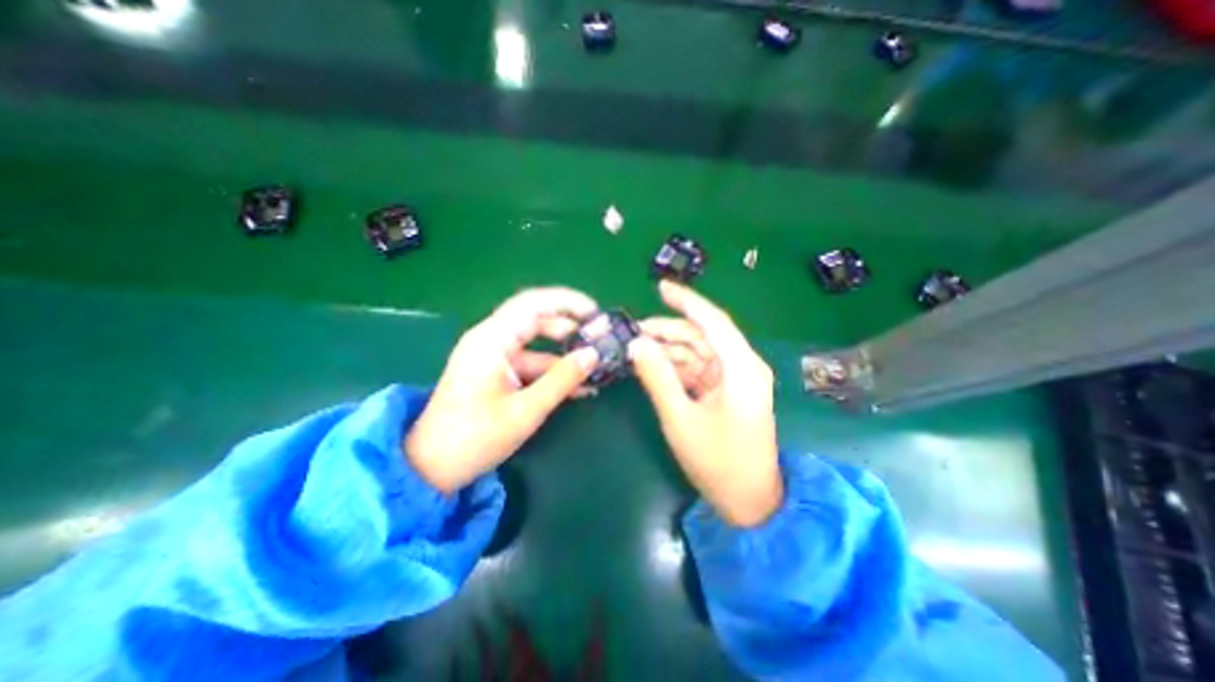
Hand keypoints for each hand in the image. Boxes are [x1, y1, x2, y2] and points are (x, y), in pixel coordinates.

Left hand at [406, 288, 599, 494]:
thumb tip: (594, 355)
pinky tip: (577, 386)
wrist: (431, 467)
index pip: (534, 303)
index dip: (568, 302)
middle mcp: (491, 339)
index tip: (596, 314)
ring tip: (595, 367)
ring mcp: (493, 356)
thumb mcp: (525, 411)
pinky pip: (530, 363)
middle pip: (537, 320)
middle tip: (600, 339)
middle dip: (570, 327)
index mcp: (491, 340)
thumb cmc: (474, 438)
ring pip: (537, 344)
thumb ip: (562, 380)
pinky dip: (552, 372)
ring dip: (564, 355)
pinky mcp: (497, 372)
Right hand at [631, 281, 783, 527]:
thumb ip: (657, 377)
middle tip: (633, 334)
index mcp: (741, 367)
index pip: (712, 321)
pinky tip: (654, 367)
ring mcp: (736, 379)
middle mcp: (742, 366)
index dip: (686, 301)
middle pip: (702, 335)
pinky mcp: (728, 391)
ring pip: (698, 352)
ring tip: (637, 350)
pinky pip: (699, 369)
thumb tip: (637, 344)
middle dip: (668, 331)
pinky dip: (677, 367)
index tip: (660, 287)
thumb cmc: (718, 462)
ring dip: (669, 350)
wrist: (750, 502)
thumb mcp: (680, 418)